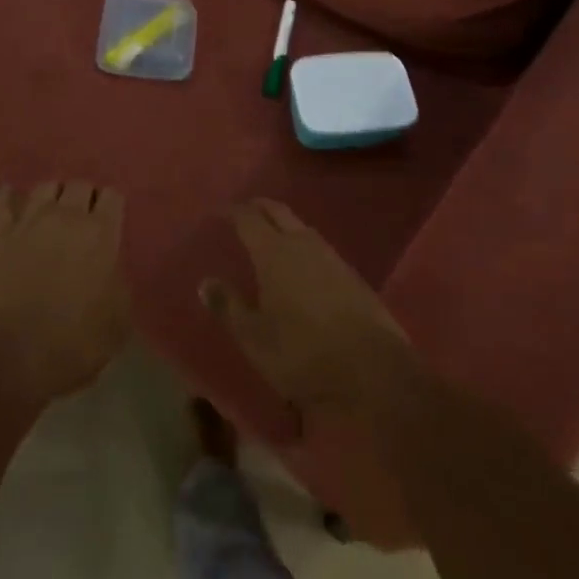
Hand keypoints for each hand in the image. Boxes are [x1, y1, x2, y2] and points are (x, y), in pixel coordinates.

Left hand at [0, 181, 130, 403]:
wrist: (5, 361)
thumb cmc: (70, 346)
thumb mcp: (116, 324)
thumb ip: (118, 285)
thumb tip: (109, 270)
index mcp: (100, 235)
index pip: (112, 197)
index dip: (112, 207)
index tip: (112, 223)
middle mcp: (65, 217)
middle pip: (79, 185)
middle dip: (85, 197)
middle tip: (85, 220)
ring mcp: (28, 223)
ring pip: (45, 187)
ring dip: (54, 195)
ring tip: (55, 212)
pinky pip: (2, 202)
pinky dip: (9, 197)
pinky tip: (11, 197)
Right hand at [201, 199, 412, 416]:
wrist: (373, 372)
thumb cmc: (302, 353)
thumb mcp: (254, 338)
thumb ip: (229, 306)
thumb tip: (205, 281)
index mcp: (274, 252)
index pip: (248, 218)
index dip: (233, 212)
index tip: (220, 212)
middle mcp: (303, 244)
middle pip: (278, 212)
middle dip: (259, 207)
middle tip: (244, 209)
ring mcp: (332, 257)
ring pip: (302, 227)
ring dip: (284, 224)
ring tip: (271, 234)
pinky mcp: (353, 276)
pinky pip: (320, 247)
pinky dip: (304, 244)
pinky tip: (303, 262)